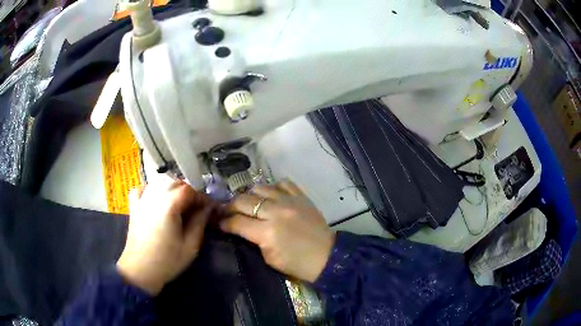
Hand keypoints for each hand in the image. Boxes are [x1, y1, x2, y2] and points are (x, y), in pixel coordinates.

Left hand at [117, 180, 213, 294]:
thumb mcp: (190, 245)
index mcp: (169, 206)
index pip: (189, 190)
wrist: (140, 270)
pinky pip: (142, 188)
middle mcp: (154, 197)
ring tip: (179, 202)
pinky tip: (156, 198)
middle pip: (174, 182)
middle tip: (196, 207)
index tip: (209, 208)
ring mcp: (142, 200)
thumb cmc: (168, 260)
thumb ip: (200, 222)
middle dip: (188, 191)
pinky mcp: (134, 207)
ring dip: (172, 187)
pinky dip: (151, 189)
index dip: (201, 197)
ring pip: (159, 182)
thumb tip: (208, 208)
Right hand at [220, 180, 334, 282]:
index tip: (219, 223)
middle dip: (231, 206)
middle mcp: (276, 212)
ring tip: (249, 203)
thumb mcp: (269, 258)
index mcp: (267, 232)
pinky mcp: (301, 196)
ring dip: (250, 195)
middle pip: (244, 200)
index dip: (224, 222)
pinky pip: (282, 183)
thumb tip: (239, 228)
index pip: (236, 221)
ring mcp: (290, 201)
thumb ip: (252, 240)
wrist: (327, 256)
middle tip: (228, 212)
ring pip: (260, 187)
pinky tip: (271, 196)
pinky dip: (273, 188)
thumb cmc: (297, 264)